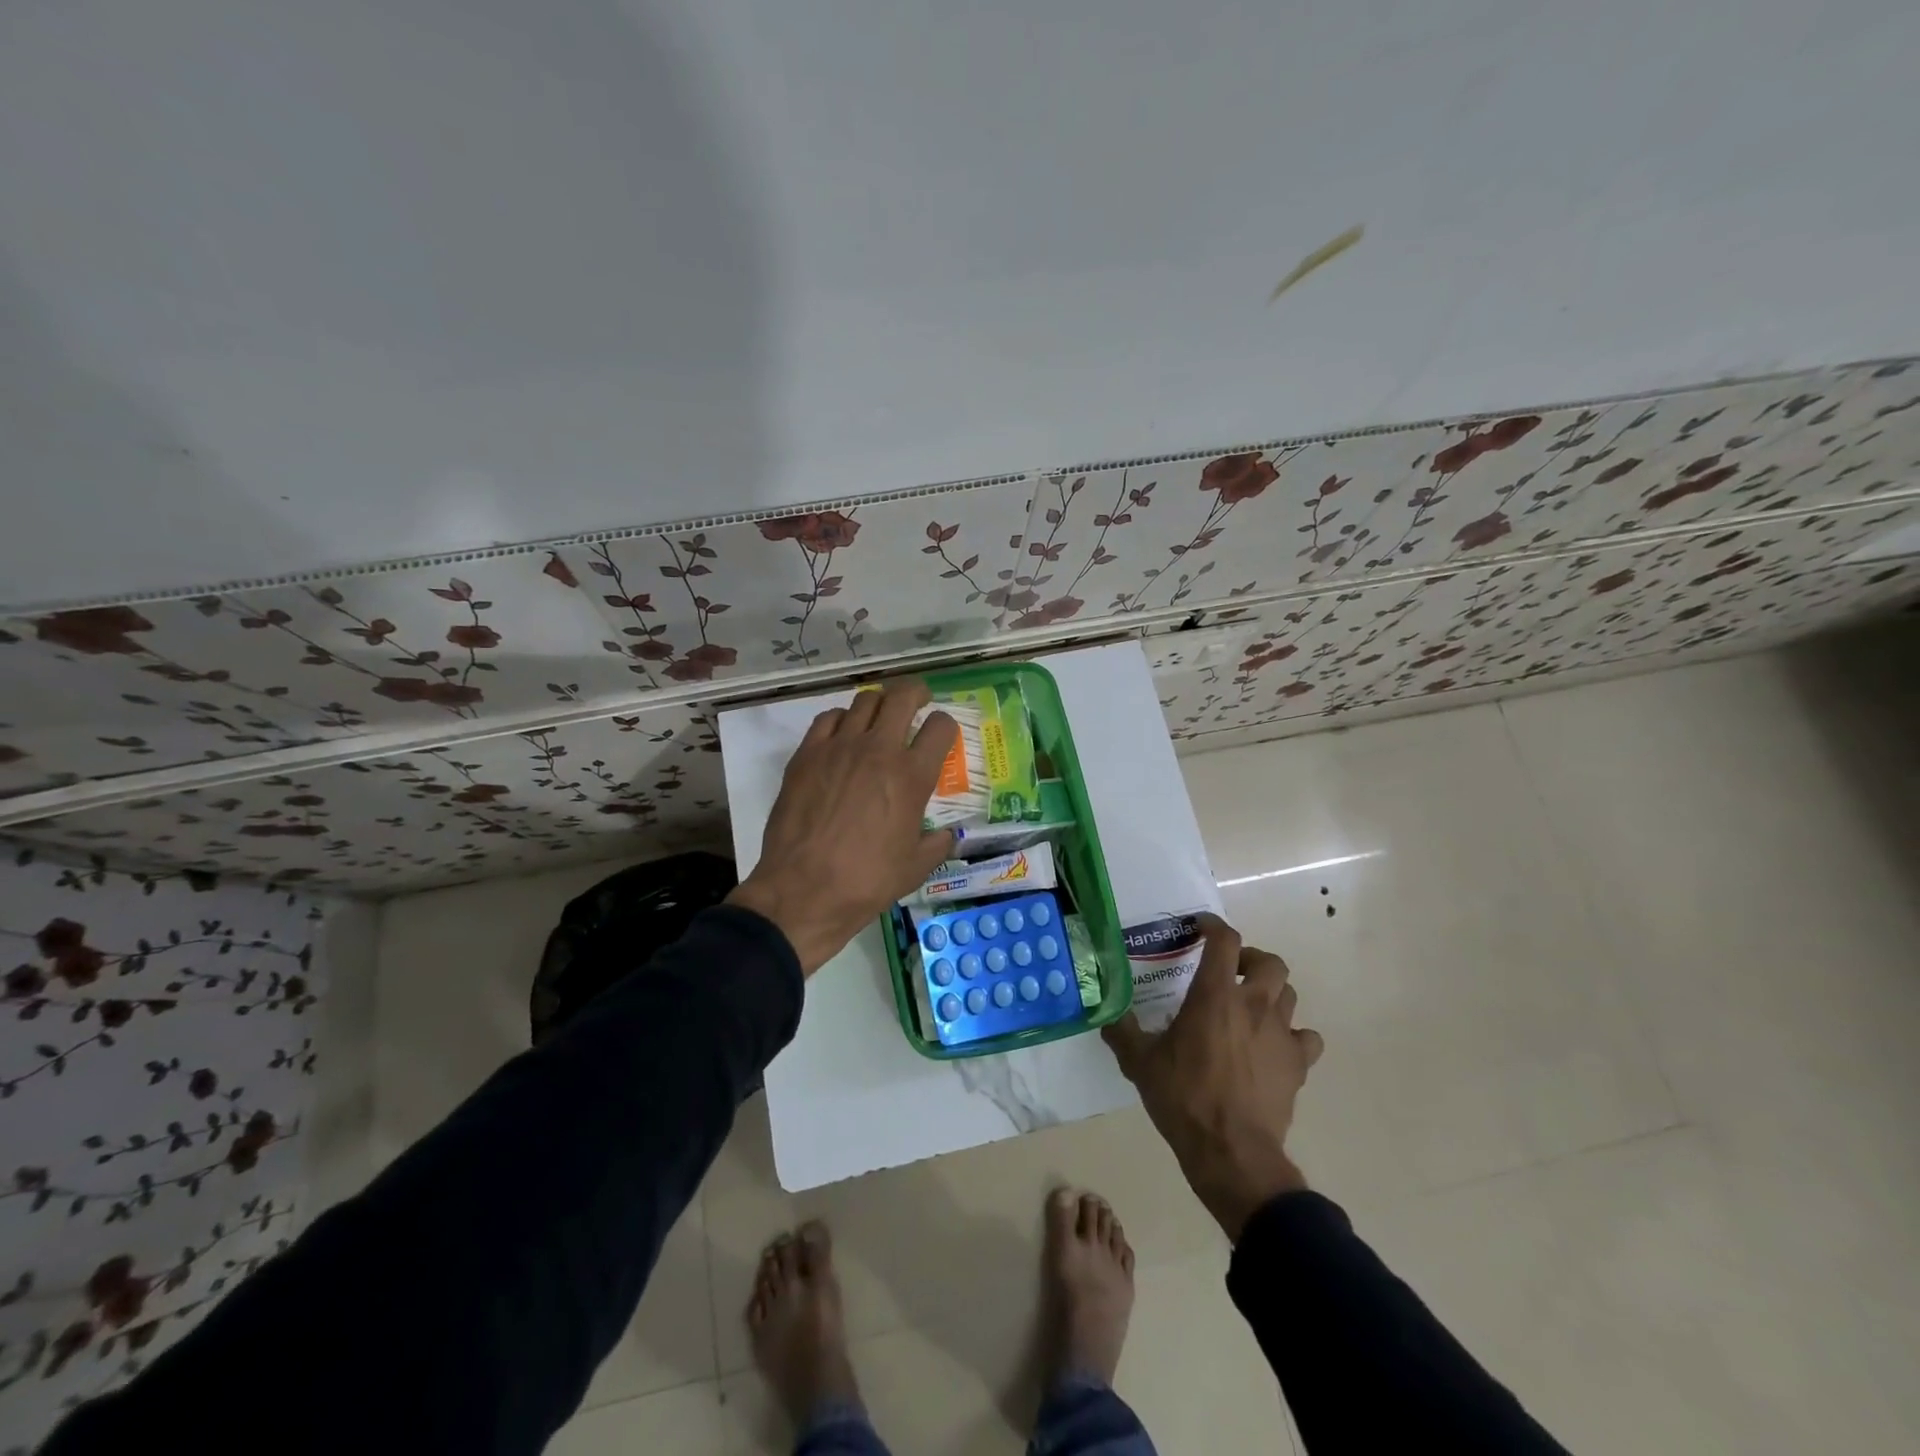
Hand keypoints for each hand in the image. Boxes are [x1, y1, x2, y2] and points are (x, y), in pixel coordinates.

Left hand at [729, 679, 958, 975]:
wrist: (804, 889)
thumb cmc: (867, 881)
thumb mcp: (915, 868)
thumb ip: (937, 844)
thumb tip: (947, 836)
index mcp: (912, 776)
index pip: (940, 727)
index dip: (946, 726)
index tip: (941, 734)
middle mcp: (879, 750)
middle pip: (902, 696)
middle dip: (916, 692)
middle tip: (918, 701)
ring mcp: (839, 747)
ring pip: (864, 701)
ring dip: (879, 704)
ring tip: (879, 717)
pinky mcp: (807, 754)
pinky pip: (828, 718)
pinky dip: (841, 720)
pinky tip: (842, 735)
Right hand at [1103, 913, 1323, 1240]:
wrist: (1231, 1152)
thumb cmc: (1184, 1098)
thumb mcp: (1140, 1063)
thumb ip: (1123, 1032)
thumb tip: (1106, 1014)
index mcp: (1215, 996)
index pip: (1224, 940)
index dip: (1213, 926)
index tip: (1200, 927)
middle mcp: (1254, 1005)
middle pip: (1270, 961)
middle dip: (1250, 960)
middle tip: (1230, 972)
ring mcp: (1281, 1034)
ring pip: (1289, 994)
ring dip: (1271, 993)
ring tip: (1250, 1008)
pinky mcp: (1298, 1065)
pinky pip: (1306, 1037)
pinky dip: (1294, 1035)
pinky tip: (1275, 1047)